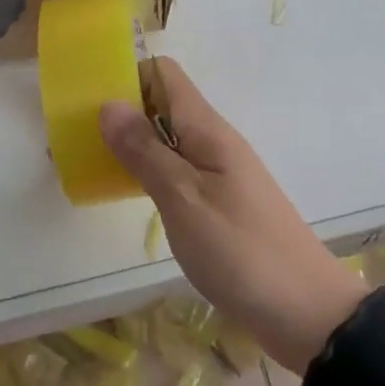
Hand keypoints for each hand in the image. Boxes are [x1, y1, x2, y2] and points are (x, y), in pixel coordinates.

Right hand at [99, 59, 369, 373]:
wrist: (305, 311)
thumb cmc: (240, 251)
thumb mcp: (184, 200)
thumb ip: (146, 152)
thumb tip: (109, 104)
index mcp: (207, 129)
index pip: (164, 74)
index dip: (127, 77)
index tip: (89, 101)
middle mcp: (213, 140)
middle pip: (162, 103)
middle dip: (122, 113)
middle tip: (79, 140)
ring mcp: (219, 171)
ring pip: (168, 138)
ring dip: (132, 144)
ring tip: (93, 166)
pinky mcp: (220, 201)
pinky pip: (178, 169)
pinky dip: (150, 173)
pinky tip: (129, 195)